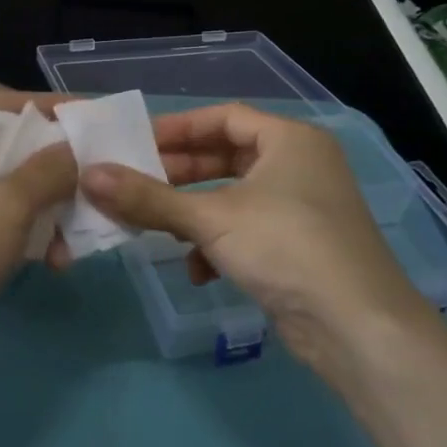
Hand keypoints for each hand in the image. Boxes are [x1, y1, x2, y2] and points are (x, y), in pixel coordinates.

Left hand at [0, 91, 77, 379]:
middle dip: (54, 171)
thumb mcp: (7, 205)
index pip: (7, 102)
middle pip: (8, 148)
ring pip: (2, 190)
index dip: (52, 108)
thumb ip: (48, 171)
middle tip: (94, 187)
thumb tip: (73, 152)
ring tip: (72, 245)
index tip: (94, 120)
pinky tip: (48, 261)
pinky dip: (19, 234)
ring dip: (42, 211)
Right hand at [75, 102, 430, 363]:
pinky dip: (219, 243)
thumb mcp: (210, 218)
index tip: (136, 143)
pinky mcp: (302, 247)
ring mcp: (304, 208)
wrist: (358, 329)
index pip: (224, 117)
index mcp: (289, 140)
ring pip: (234, 196)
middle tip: (135, 182)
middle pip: (227, 156)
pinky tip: (198, 270)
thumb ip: (148, 197)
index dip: (178, 128)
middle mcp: (300, 166)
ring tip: (156, 225)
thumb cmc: (285, 248)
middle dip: (180, 173)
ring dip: (194, 212)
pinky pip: (249, 230)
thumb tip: (89, 175)